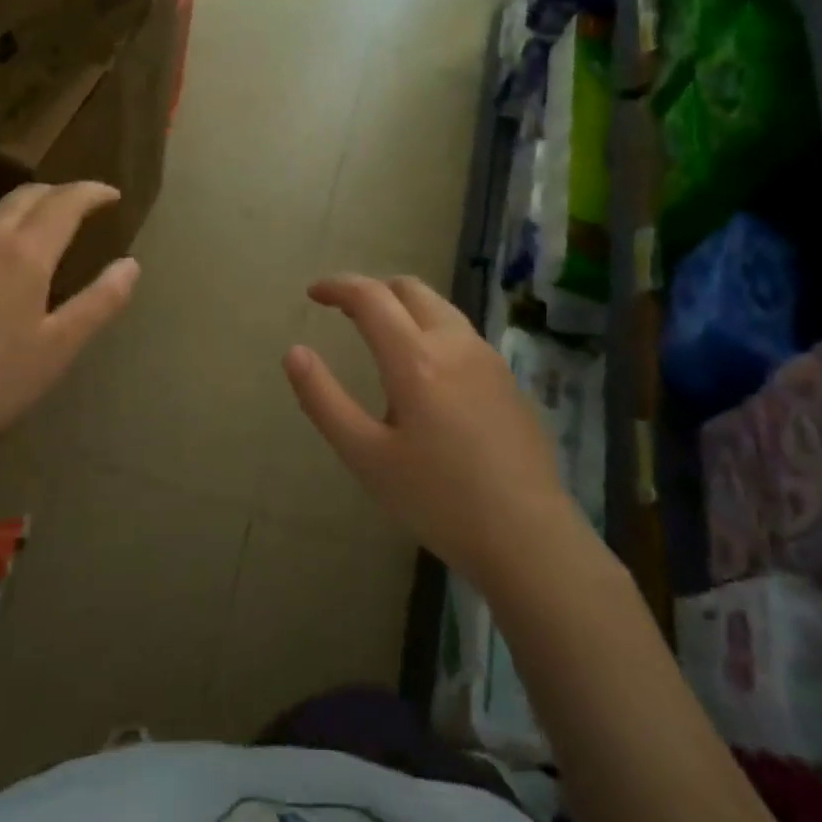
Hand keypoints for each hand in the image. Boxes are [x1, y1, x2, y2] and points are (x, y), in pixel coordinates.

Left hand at [0, 181, 139, 464]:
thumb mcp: (60, 347)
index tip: (112, 196)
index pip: (65, 201)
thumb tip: (130, 265)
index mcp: (24, 251)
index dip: (92, 193)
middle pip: (26, 195)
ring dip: (23, 209)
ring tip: (38, 229)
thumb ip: (100, 301)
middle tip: (81, 207)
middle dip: (59, 194)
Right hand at [284, 274, 596, 590]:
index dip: (338, 286)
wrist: (527, 535)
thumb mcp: (365, 456)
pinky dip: (430, 329)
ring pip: (440, 308)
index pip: (371, 297)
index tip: (313, 293)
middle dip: (373, 289)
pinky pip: (460, 334)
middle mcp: (454, 344)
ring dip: (404, 307)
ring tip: (380, 337)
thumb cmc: (436, 499)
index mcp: (415, 359)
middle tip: (344, 311)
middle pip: (410, 289)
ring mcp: (488, 358)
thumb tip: (294, 353)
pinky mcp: (507, 379)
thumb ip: (323, 400)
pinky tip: (424, 372)